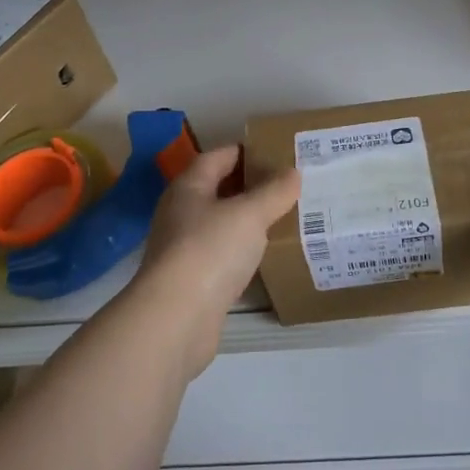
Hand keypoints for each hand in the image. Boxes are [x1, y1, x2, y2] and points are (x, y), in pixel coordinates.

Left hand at [127, 145, 300, 380]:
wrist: (176, 318)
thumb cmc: (210, 250)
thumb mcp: (249, 214)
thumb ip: (274, 191)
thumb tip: (293, 171)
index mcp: (189, 187)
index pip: (217, 157)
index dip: (245, 151)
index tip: (277, 153)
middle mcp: (181, 213)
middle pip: (218, 189)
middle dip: (251, 186)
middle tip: (288, 185)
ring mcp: (184, 248)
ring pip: (221, 224)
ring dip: (248, 220)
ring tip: (284, 217)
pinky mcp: (193, 280)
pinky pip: (223, 254)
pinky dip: (243, 250)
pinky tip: (266, 255)